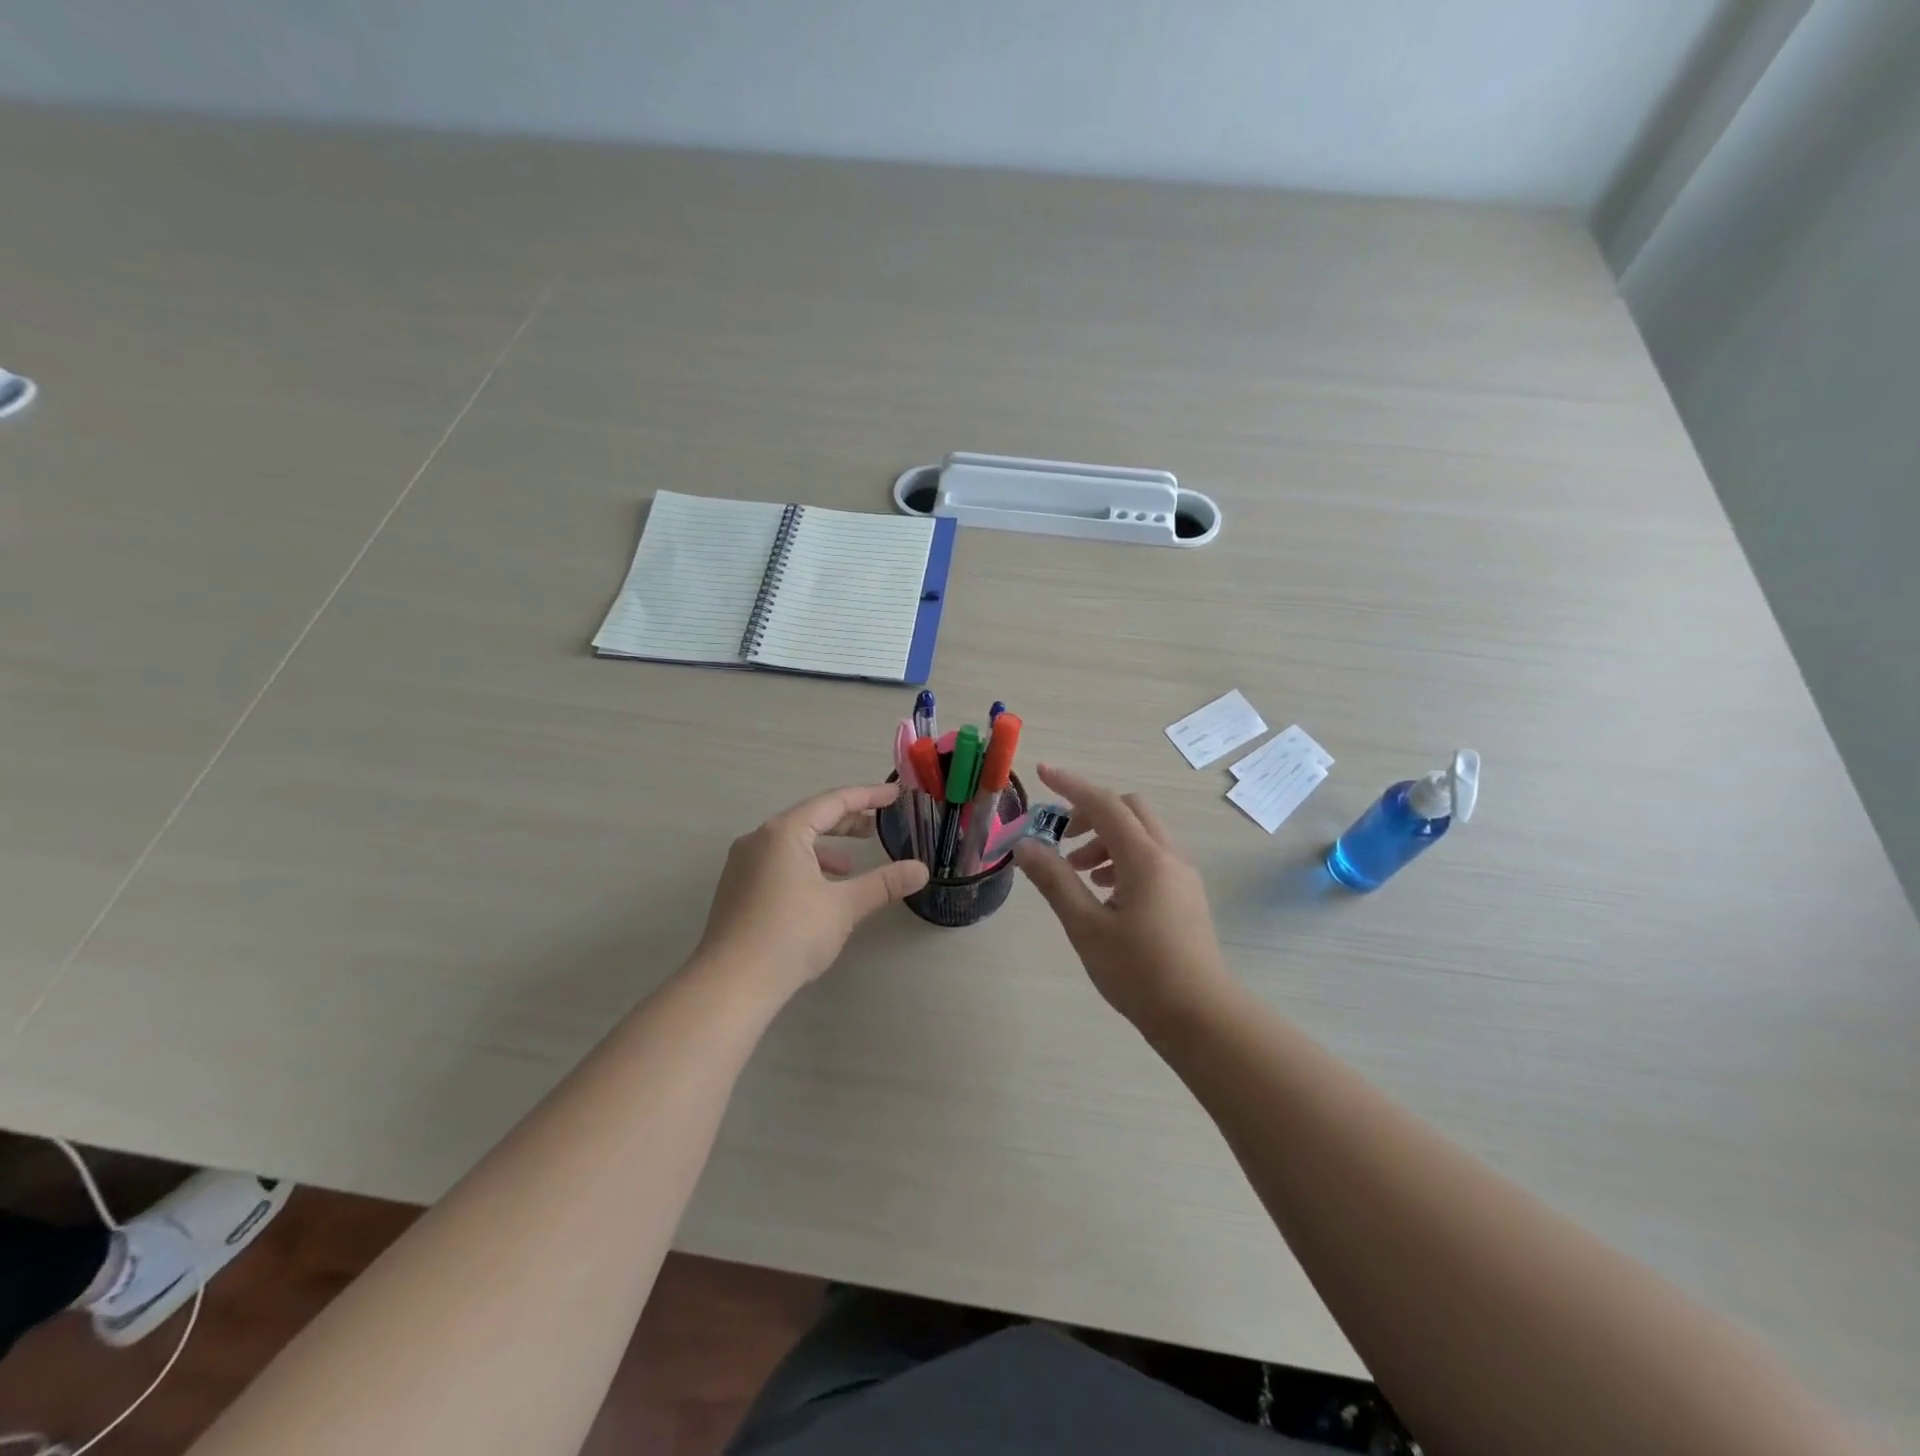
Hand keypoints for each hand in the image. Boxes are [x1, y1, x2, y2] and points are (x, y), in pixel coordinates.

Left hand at [695, 783, 930, 999]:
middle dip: (846, 821)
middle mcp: (758, 839)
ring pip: (792, 842)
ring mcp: (742, 865)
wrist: (731, 983)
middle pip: (809, 818)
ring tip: (852, 865)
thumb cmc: (791, 934)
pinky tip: (819, 891)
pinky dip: (805, 865)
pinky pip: (777, 862)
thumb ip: (884, 883)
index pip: (832, 802)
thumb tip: (921, 870)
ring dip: (825, 846)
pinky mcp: (737, 889)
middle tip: (877, 827)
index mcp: (783, 832)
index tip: (895, 794)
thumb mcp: (844, 906)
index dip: (867, 796)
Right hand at [1014, 764, 1229, 1027]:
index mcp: (1145, 858)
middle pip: (1129, 810)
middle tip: (1062, 837)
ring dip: (1106, 839)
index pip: (1104, 804)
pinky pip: (1151, 857)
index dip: (1070, 785)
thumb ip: (1055, 881)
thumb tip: (1025, 845)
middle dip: (1091, 812)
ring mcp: (1182, 876)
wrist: (1201, 1017)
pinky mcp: (1186, 896)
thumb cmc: (1139, 972)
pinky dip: (1122, 858)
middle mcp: (1168, 856)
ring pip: (1141, 834)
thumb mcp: (1086, 926)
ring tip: (1077, 873)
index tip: (1041, 772)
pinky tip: (1104, 894)